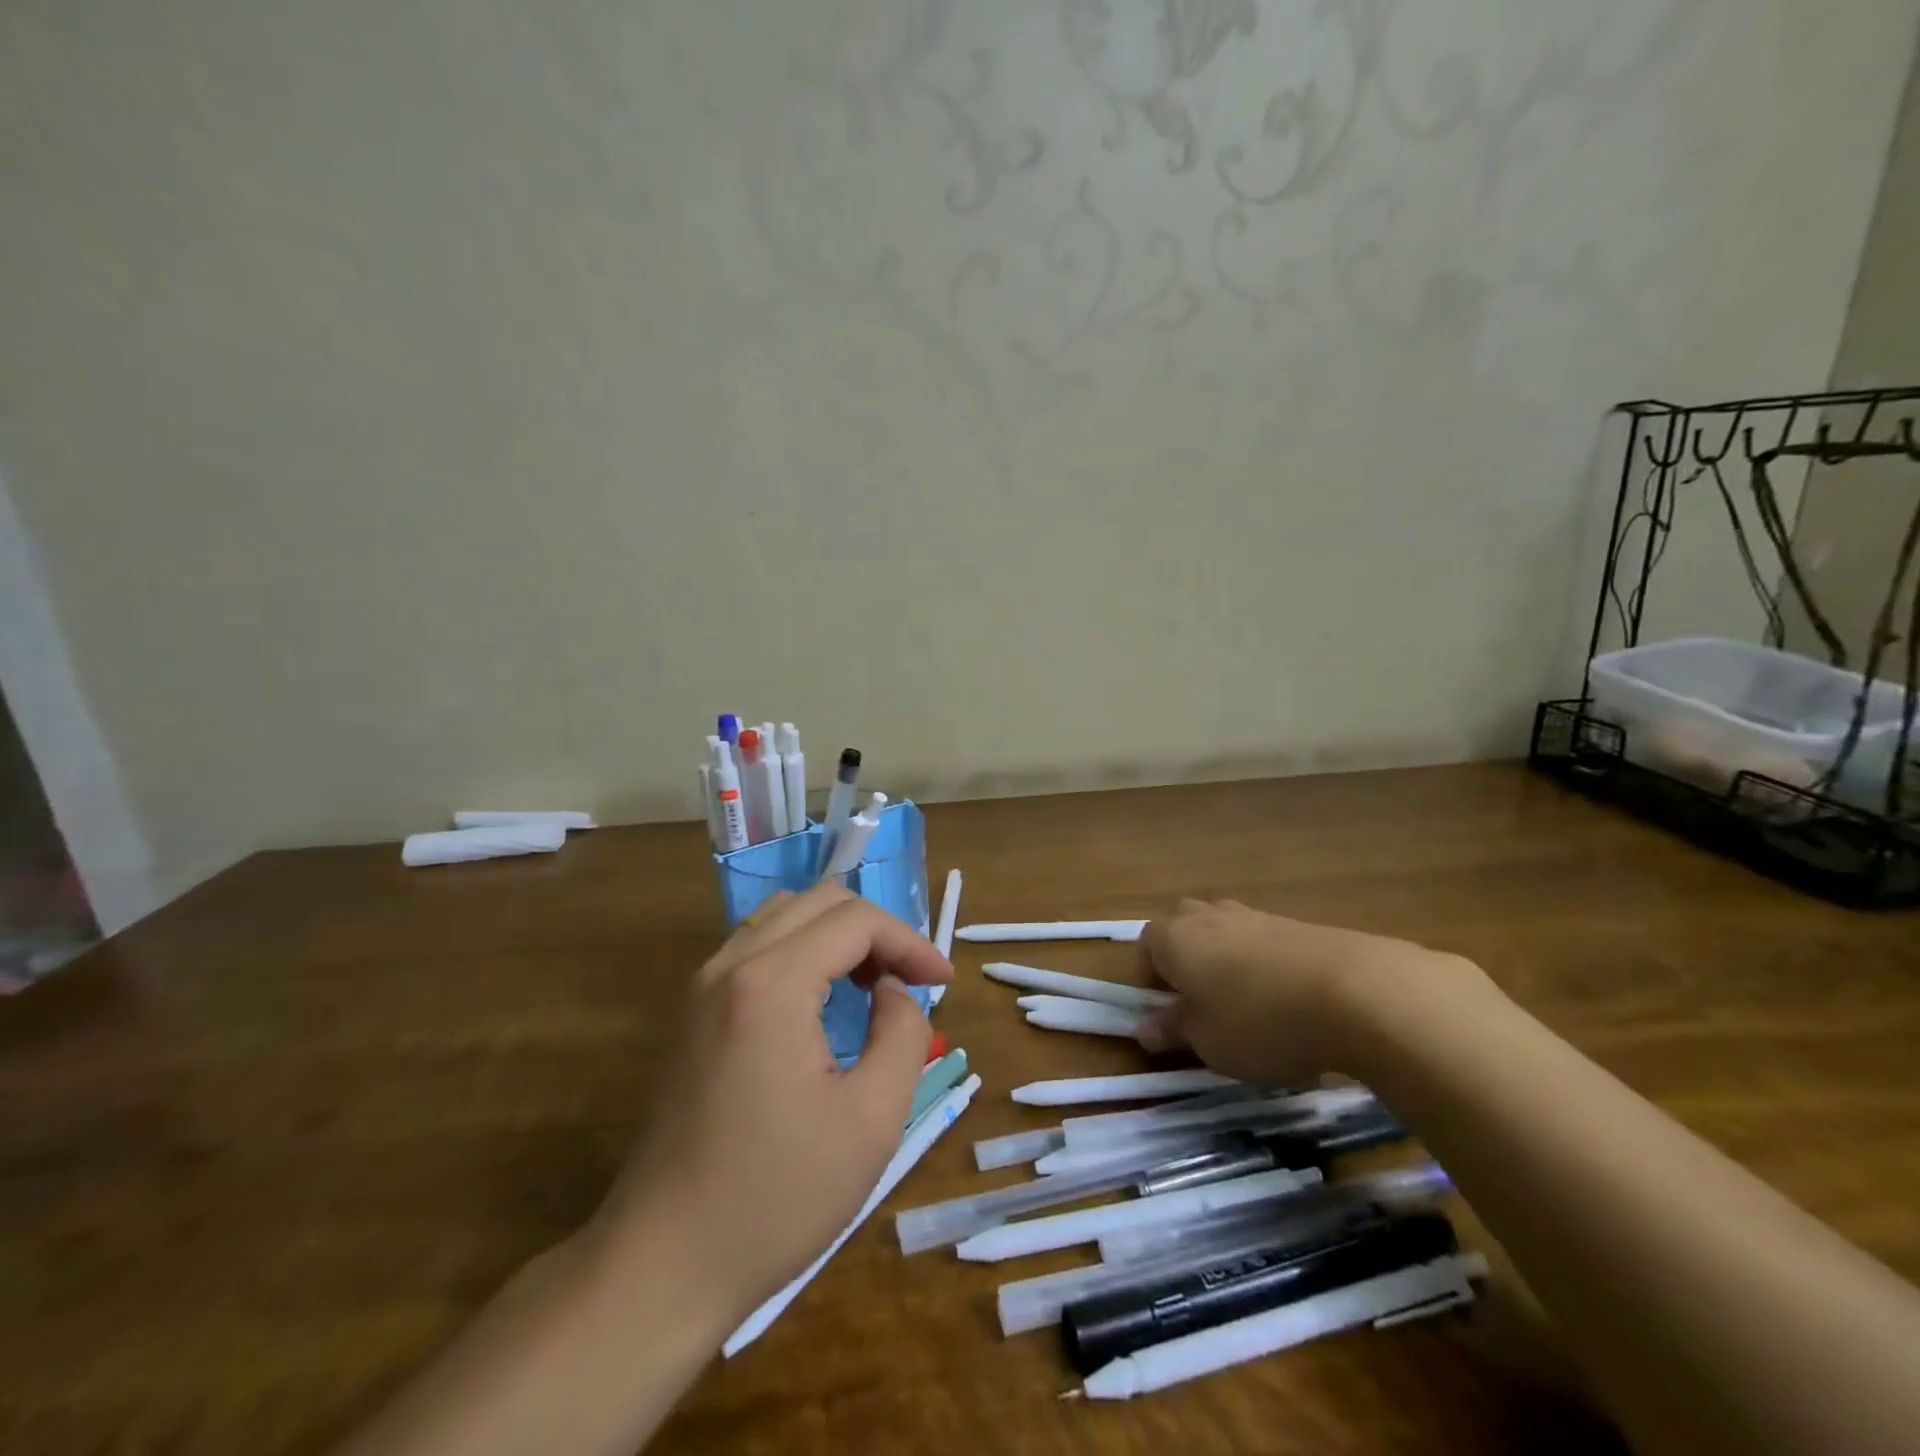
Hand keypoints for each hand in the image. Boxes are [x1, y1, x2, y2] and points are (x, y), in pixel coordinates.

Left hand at [591, 885, 951, 1331]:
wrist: (662, 1265)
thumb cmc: (776, 1197)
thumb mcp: (872, 1119)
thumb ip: (903, 1033)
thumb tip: (893, 992)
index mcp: (772, 983)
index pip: (856, 920)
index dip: (909, 941)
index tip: (943, 983)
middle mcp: (731, 966)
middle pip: (819, 902)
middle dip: (876, 930)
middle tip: (911, 980)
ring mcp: (702, 987)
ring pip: (784, 916)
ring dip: (837, 935)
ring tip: (873, 983)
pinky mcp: (692, 1013)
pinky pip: (757, 948)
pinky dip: (803, 952)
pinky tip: (823, 1001)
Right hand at [1136, 898, 1482, 1085]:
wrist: (1355, 992)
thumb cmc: (1258, 1020)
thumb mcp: (1207, 1041)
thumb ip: (1173, 1030)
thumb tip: (1145, 1027)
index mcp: (1174, 937)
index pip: (1146, 947)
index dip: (1150, 980)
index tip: (1168, 1014)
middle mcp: (1208, 916)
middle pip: (1184, 929)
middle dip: (1187, 961)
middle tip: (1202, 1005)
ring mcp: (1255, 916)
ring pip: (1226, 932)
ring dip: (1228, 962)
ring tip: (1249, 1008)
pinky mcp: (1297, 924)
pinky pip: (1265, 942)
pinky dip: (1266, 966)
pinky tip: (1290, 1003)